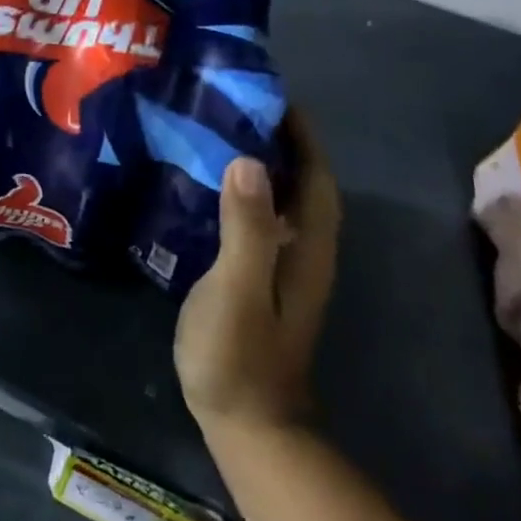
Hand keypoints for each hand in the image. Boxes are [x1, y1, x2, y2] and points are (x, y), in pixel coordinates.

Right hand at [175, 110, 340, 436]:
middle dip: (280, 139)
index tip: (274, 95)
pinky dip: (241, 191)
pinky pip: (257, 218)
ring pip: (280, 200)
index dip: (302, 136)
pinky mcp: (258, 277)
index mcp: (306, 248)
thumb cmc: (239, 355)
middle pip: (301, 183)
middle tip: (235, 103)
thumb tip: (250, 160)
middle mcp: (302, 251)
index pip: (315, 178)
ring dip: (261, 162)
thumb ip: (246, 228)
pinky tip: (206, 181)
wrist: (245, 424)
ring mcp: (281, 267)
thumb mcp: (238, 289)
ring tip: (217, 129)